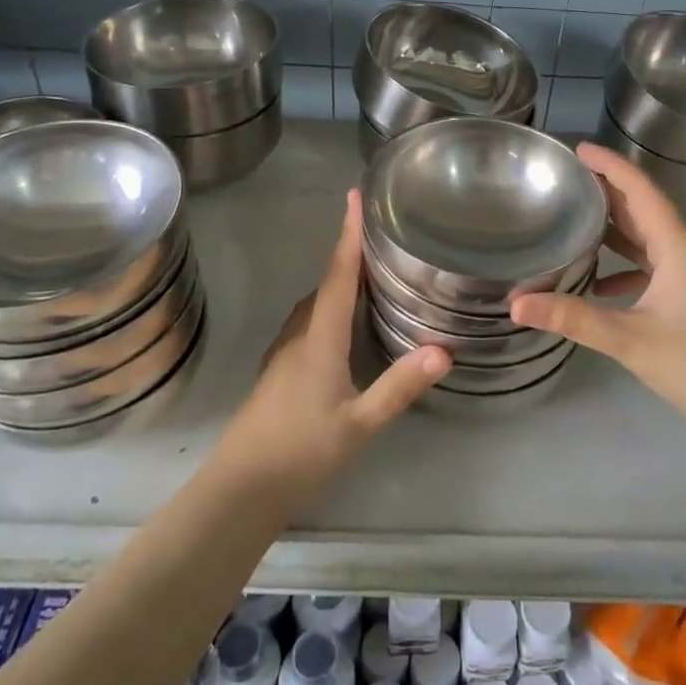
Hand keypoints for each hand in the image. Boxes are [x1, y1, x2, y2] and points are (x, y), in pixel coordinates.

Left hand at [216, 190, 448, 510]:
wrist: (240, 489)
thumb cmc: (300, 451)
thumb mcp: (359, 423)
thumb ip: (399, 386)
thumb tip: (444, 350)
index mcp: (319, 337)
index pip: (338, 274)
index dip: (348, 234)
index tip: (354, 196)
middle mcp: (299, 335)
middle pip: (326, 283)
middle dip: (349, 254)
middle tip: (381, 236)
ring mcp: (285, 354)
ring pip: (316, 305)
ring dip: (338, 282)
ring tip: (371, 275)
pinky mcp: (280, 372)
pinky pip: (310, 323)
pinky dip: (330, 309)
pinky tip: (345, 327)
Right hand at [510, 142, 685, 448]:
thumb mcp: (631, 341)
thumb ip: (573, 318)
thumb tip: (515, 305)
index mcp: (681, 243)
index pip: (639, 188)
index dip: (608, 164)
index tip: (577, 150)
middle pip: (646, 208)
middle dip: (607, 195)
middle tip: (566, 185)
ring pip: (656, 238)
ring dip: (620, 232)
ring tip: (577, 227)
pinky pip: (666, 264)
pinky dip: (635, 265)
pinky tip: (606, 287)